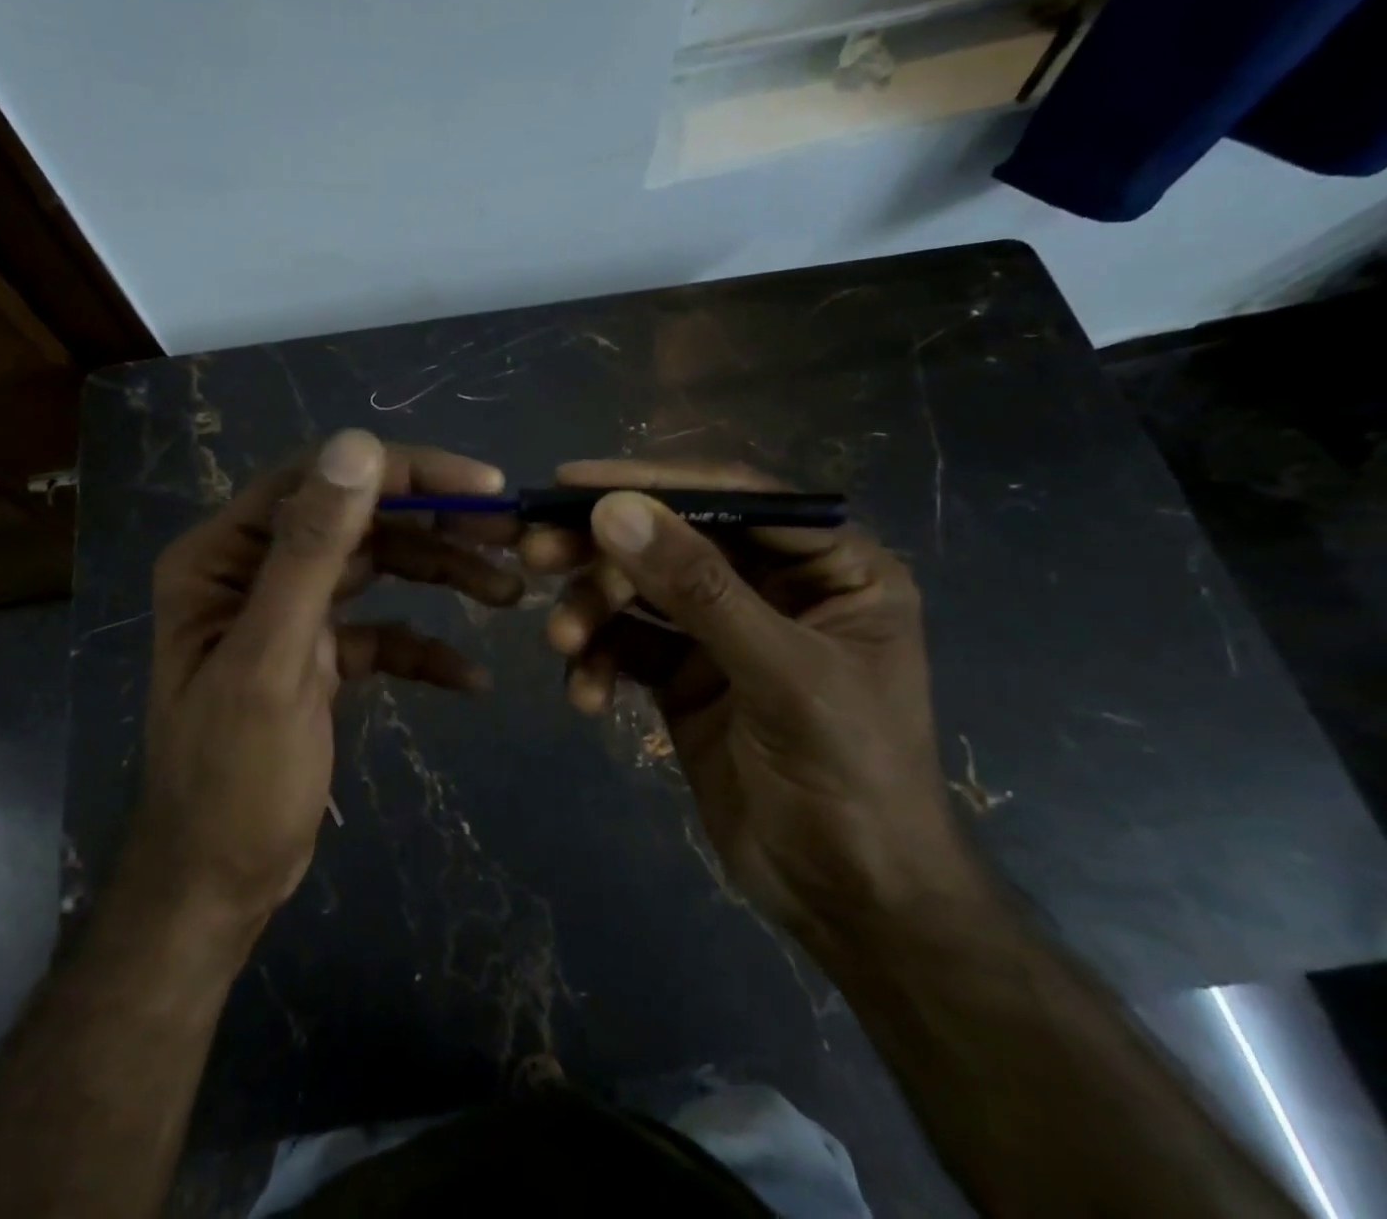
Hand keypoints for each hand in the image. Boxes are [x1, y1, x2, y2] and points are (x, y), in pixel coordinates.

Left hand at [136, 430, 520, 927]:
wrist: (217, 886)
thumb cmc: (233, 779)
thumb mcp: (272, 660)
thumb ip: (311, 550)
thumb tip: (358, 443)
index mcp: (223, 556)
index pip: (321, 480)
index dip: (403, 473)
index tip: (482, 486)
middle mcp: (253, 570)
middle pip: (357, 520)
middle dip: (436, 524)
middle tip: (511, 534)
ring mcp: (288, 613)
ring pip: (376, 569)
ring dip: (442, 575)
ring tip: (509, 593)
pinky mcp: (318, 656)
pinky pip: (380, 632)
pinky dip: (422, 648)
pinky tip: (469, 677)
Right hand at [524, 460, 980, 939]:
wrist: (851, 905)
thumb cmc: (851, 781)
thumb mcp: (782, 676)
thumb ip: (698, 590)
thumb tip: (614, 511)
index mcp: (830, 567)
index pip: (735, 499)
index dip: (653, 483)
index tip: (572, 483)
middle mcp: (774, 586)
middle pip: (674, 541)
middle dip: (606, 552)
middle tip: (537, 553)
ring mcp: (724, 631)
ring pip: (640, 592)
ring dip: (594, 611)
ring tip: (563, 642)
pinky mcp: (686, 674)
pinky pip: (628, 646)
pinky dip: (600, 662)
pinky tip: (588, 697)